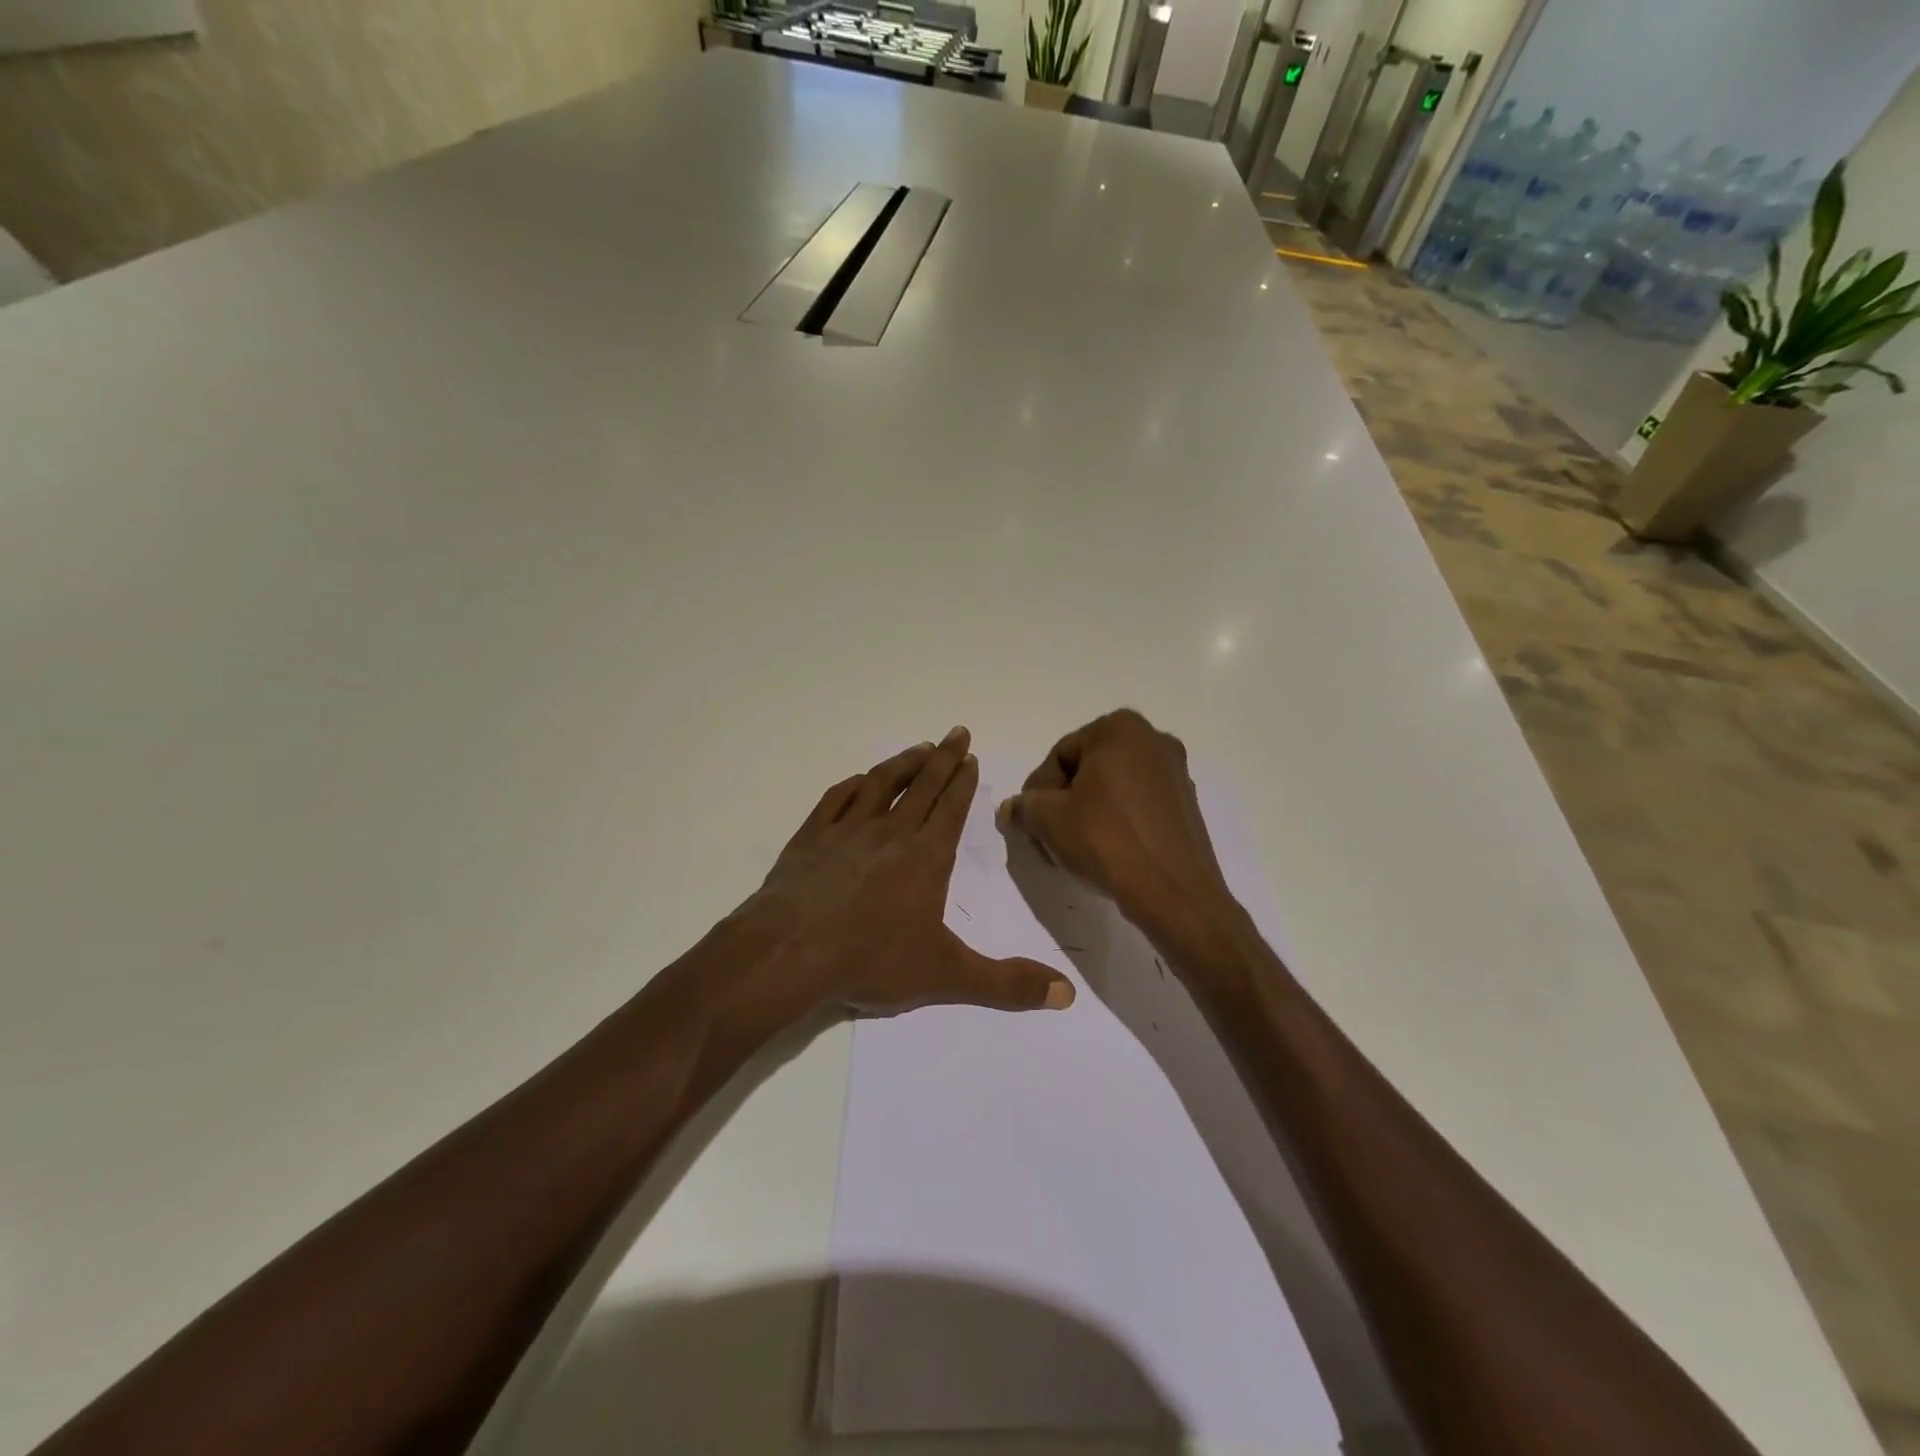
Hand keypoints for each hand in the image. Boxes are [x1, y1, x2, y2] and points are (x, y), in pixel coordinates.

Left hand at [742, 727, 1075, 1018]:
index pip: (952, 808)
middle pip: (923, 785)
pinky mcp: (811, 837)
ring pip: (882, 783)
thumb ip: (1007, 984)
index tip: (970, 756)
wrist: (788, 953)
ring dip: (903, 763)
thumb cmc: (871, 960)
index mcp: (926, 857)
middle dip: (943, 758)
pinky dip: (854, 784)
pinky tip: (860, 780)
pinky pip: (837, 798)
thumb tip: (1067, 994)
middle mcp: (890, 832)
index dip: (964, 781)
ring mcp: (846, 830)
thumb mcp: (946, 976)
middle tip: (957, 732)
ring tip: (919, 748)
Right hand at [997, 710, 1243, 957]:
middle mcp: (1153, 740)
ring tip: (1075, 850)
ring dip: (1087, 814)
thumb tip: (1011, 809)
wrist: (1173, 892)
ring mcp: (1175, 773)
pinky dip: (1116, 823)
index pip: (1059, 755)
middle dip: (1063, 803)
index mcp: (1120, 728)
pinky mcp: (1187, 806)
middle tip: (1049, 837)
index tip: (1032, 824)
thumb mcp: (1049, 819)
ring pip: (1112, 789)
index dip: (1038, 792)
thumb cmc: (1106, 840)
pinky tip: (1106, 854)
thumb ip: (1024, 806)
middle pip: (1087, 770)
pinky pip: (1137, 806)